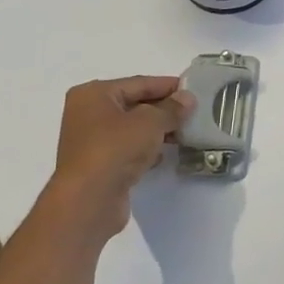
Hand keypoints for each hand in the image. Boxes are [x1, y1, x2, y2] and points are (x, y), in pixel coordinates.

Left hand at [53, 75, 195, 209]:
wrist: (89, 200)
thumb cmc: (116, 149)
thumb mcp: (151, 122)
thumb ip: (172, 108)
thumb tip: (188, 99)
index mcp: (94, 94)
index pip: (139, 83)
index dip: (168, 86)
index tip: (195, 89)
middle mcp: (88, 113)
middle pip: (135, 104)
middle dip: (165, 109)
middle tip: (194, 112)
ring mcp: (92, 140)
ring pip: (133, 128)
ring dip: (158, 130)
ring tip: (185, 133)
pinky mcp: (99, 164)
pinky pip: (128, 148)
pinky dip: (146, 149)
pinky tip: (164, 154)